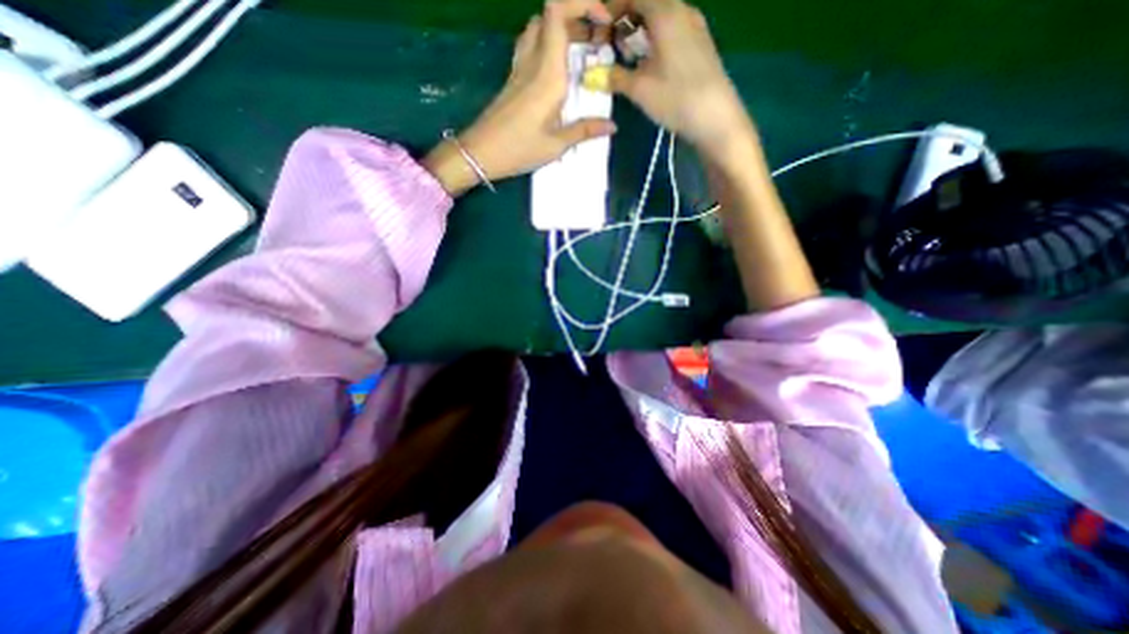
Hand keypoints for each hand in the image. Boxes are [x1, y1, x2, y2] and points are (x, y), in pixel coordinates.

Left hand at [424, 1, 615, 195]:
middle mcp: (532, 62)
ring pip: (538, 28)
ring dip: (559, 29)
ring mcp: (519, 68)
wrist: (480, 153)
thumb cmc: (519, 150)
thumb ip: (584, 131)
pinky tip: (557, 68)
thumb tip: (612, 126)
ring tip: (579, 51)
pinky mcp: (513, 78)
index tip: (603, 20)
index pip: (558, 12)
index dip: (581, 2)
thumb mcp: (555, 145)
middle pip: (550, 15)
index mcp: (547, 74)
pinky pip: (530, 46)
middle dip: (576, 17)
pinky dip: (547, 44)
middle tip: (596, 40)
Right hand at [604, 1, 753, 160]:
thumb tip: (594, 75)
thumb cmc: (676, 99)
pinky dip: (657, 39)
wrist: (716, 117)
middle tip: (613, 46)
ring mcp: (695, 26)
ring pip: (662, 16)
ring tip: (631, 58)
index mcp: (665, 13)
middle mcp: (682, 10)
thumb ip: (615, 77)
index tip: (599, 28)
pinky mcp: (701, 43)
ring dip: (642, 31)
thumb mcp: (640, 90)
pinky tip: (651, 64)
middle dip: (627, 20)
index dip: (613, 7)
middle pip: (649, 3)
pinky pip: (673, 29)